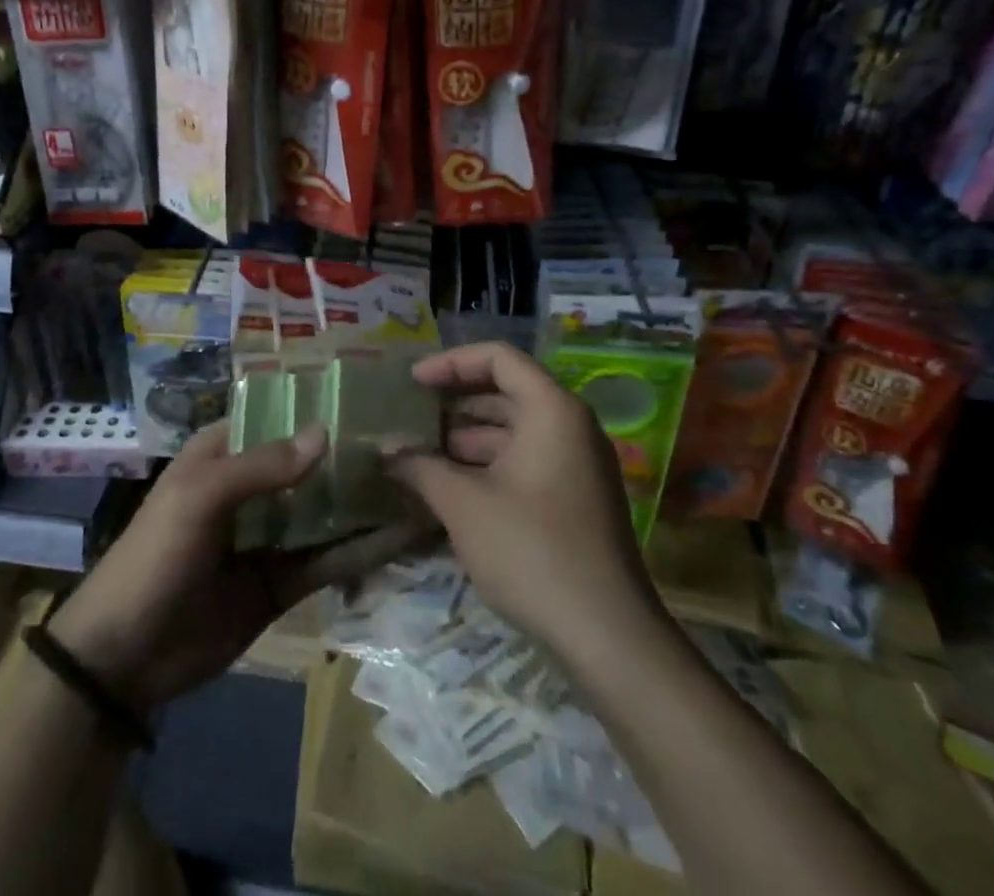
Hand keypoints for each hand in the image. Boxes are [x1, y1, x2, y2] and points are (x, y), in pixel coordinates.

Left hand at [51, 420, 431, 712]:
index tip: (373, 396)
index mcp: (225, 453)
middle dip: (351, 455)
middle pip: (309, 464)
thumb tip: (325, 432)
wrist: (123, 659)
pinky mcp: (282, 583)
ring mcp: (269, 536)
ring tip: (420, 485)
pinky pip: (326, 561)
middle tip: (413, 442)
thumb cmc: (155, 556)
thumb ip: (261, 466)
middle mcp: (252, 488)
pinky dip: (359, 551)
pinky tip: (400, 539)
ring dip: (362, 502)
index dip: (318, 406)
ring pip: (324, 511)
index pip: (278, 416)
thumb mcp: (199, 498)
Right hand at [386, 342, 664, 656]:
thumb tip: (386, 452)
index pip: (498, 358)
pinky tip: (451, 485)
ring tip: (420, 451)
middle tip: (410, 414)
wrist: (606, 636)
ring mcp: (577, 463)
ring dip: (467, 436)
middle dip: (455, 400)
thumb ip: (420, 467)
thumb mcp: (464, 504)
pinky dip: (488, 463)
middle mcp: (570, 425)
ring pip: (514, 429)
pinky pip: (526, 459)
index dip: (451, 362)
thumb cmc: (531, 551)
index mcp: (552, 410)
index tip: (412, 382)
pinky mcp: (575, 497)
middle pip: (506, 390)